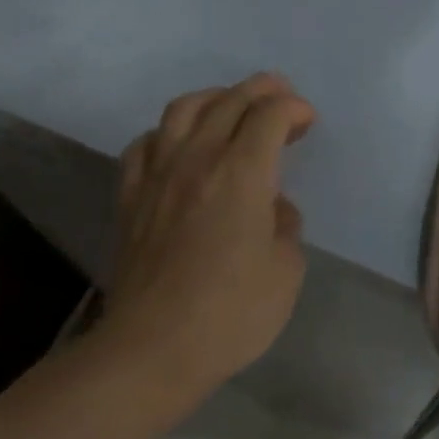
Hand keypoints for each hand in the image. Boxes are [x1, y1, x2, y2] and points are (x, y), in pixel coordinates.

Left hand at [105, 74, 315, 391]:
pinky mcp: (131, 196)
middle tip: (282, 98)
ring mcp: (158, 175)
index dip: (294, 109)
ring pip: (183, 109)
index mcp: (241, 173)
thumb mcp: (286, 271)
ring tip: (232, 106)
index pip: (270, 115)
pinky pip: (146, 143)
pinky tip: (179, 145)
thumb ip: (285, 226)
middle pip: (229, 100)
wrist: (152, 349)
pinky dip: (169, 131)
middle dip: (262, 90)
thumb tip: (270, 207)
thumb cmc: (231, 313)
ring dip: (215, 97)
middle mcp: (197, 159)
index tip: (308, 122)